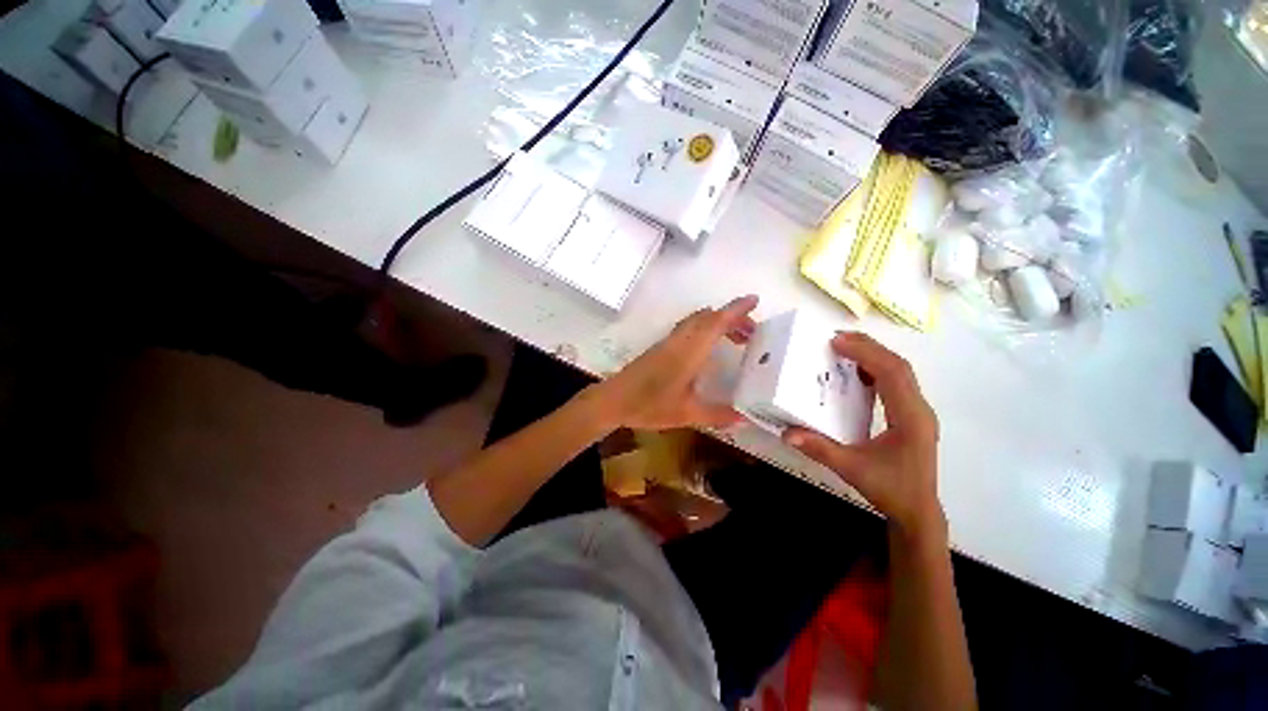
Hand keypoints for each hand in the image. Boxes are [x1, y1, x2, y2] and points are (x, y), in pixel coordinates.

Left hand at [587, 295, 758, 430]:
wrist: (614, 399)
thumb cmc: (650, 404)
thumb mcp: (686, 413)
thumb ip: (717, 415)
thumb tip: (745, 419)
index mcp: (689, 351)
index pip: (716, 323)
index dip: (736, 310)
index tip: (754, 300)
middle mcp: (680, 340)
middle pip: (708, 317)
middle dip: (732, 317)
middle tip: (752, 332)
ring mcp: (669, 341)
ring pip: (697, 321)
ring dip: (718, 322)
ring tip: (736, 339)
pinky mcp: (661, 346)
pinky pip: (688, 327)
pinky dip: (705, 328)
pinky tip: (709, 348)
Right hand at [783, 332, 942, 536]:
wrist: (918, 510)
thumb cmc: (890, 489)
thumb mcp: (852, 469)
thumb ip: (819, 449)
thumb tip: (786, 433)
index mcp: (909, 418)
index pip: (892, 373)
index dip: (865, 353)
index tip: (836, 342)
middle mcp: (919, 408)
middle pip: (898, 365)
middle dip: (868, 347)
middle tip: (835, 338)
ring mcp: (918, 410)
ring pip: (900, 371)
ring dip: (873, 355)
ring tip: (844, 347)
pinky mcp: (911, 414)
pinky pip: (896, 382)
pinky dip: (876, 368)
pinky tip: (856, 371)